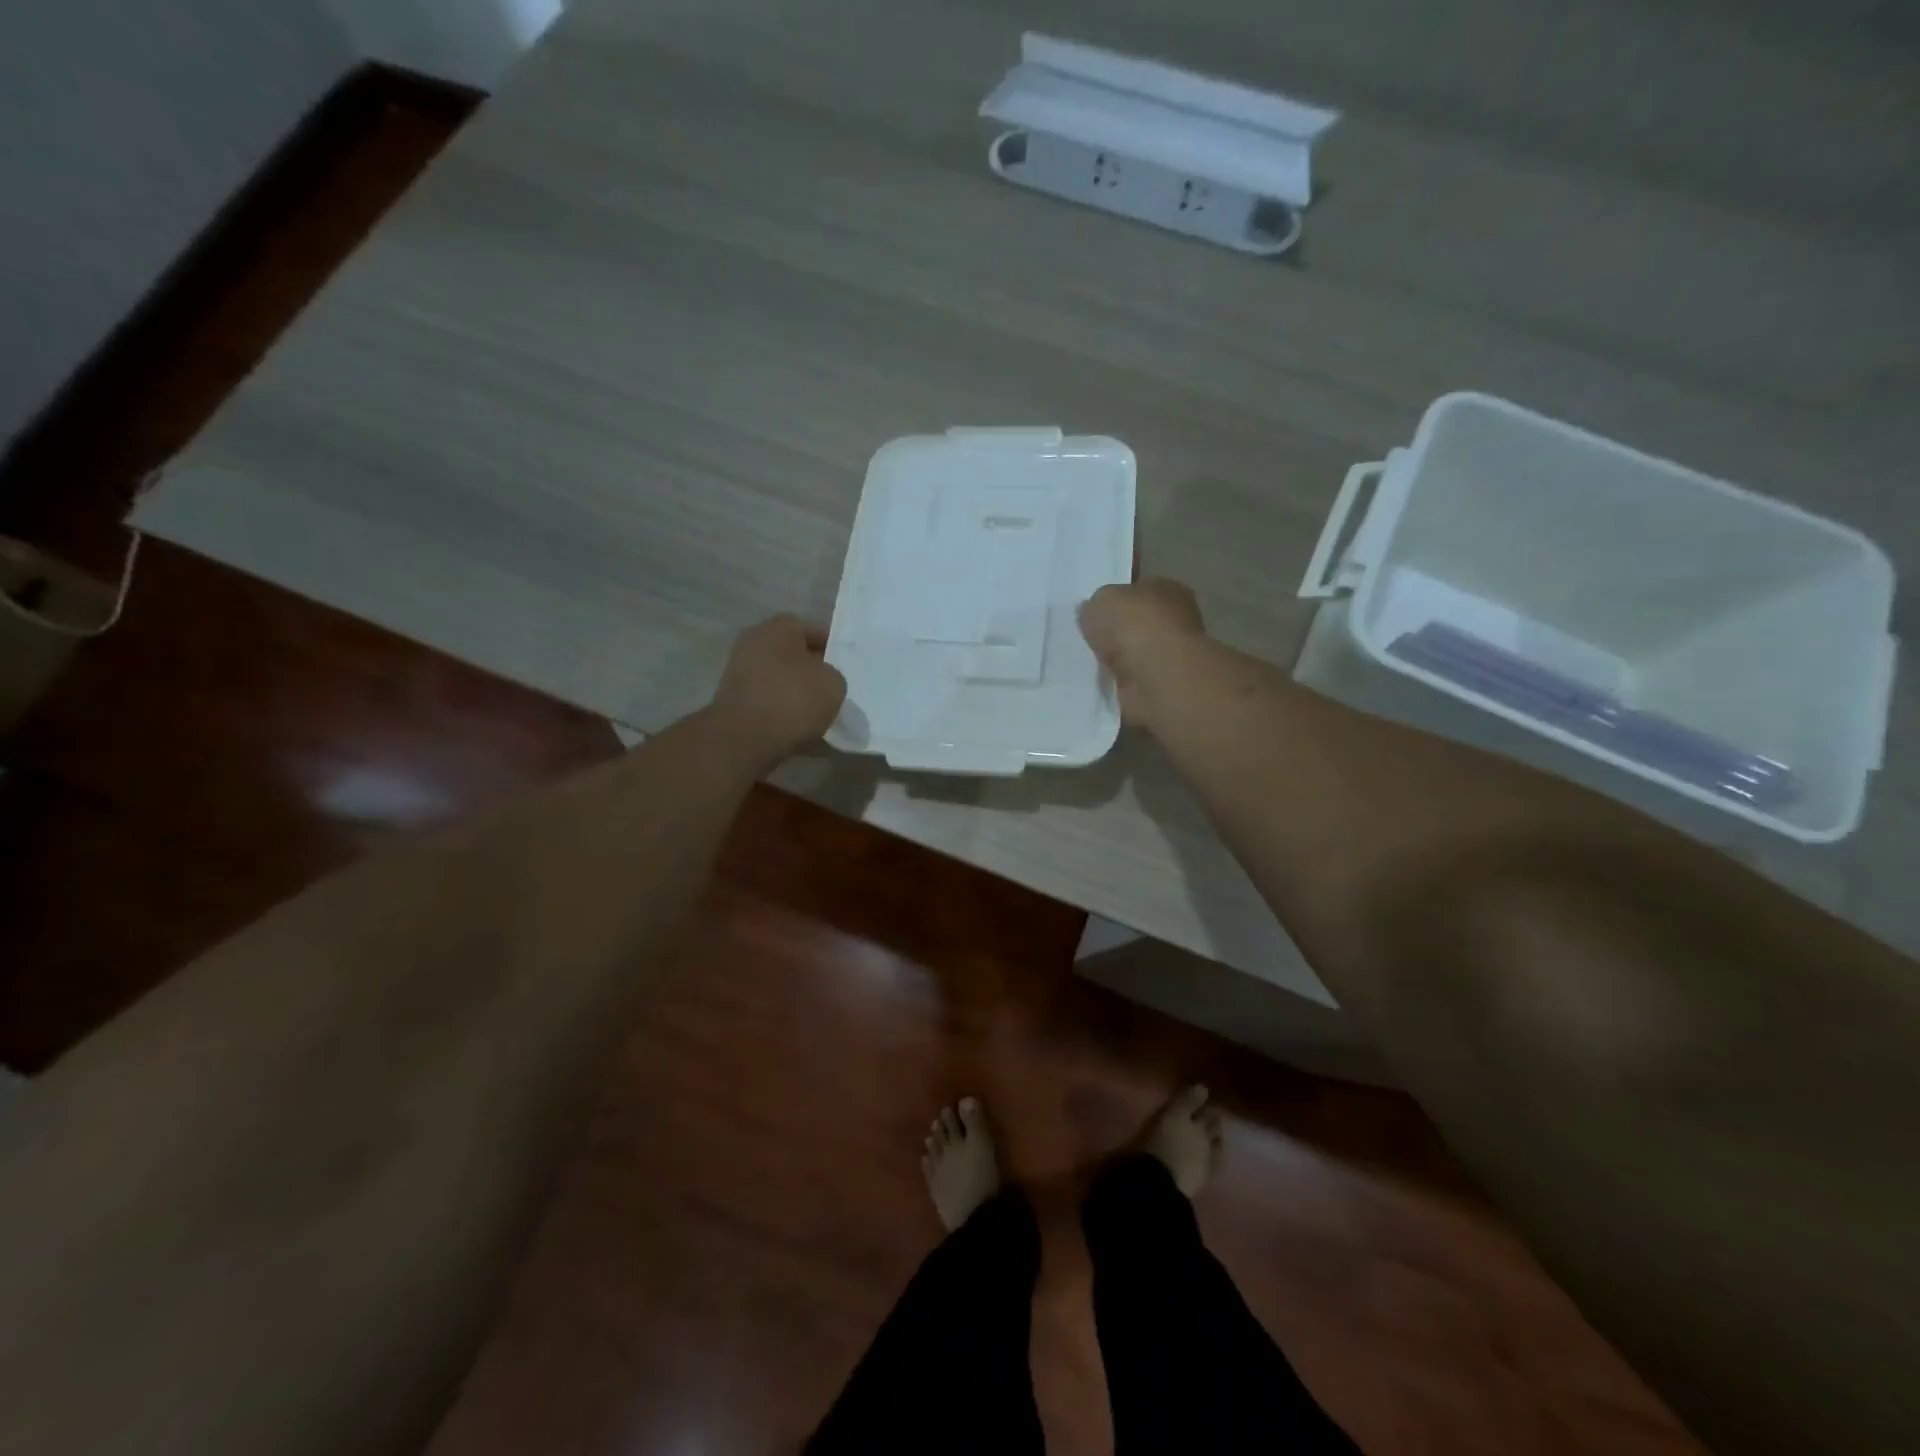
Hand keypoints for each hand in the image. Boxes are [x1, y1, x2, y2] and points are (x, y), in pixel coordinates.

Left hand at [709, 615, 846, 763]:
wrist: (745, 738)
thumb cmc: (793, 699)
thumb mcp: (833, 684)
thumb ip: (833, 676)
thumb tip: (823, 681)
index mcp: (779, 627)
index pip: (813, 630)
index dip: (832, 647)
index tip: (845, 666)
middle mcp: (755, 642)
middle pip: (793, 655)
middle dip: (812, 671)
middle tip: (833, 689)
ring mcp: (740, 672)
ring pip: (780, 679)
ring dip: (797, 693)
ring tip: (820, 713)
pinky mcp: (734, 701)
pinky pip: (768, 702)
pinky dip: (782, 712)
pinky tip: (800, 729)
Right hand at [1077, 578, 1207, 728]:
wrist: (1154, 677)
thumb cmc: (1134, 626)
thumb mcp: (1102, 599)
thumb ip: (1096, 604)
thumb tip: (1091, 612)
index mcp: (1167, 589)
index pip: (1139, 588)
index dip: (1116, 597)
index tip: (1094, 609)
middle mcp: (1174, 620)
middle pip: (1136, 622)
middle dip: (1115, 630)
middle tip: (1087, 636)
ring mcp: (1169, 655)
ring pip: (1133, 653)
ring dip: (1115, 658)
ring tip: (1087, 661)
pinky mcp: (1160, 685)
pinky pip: (1130, 679)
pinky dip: (1117, 681)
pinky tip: (1100, 681)